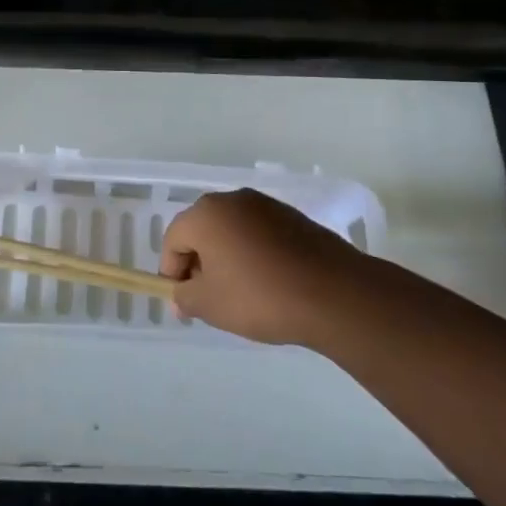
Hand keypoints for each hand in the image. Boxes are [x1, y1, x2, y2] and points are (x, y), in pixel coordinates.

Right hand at [160, 189, 366, 345]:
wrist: (333, 293)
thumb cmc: (260, 296)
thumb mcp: (210, 305)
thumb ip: (185, 297)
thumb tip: (181, 294)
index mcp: (206, 214)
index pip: (173, 239)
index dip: (172, 272)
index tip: (183, 302)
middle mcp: (233, 200)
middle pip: (201, 230)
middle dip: (199, 263)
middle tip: (208, 298)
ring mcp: (266, 205)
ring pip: (232, 231)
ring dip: (227, 257)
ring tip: (240, 294)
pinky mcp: (292, 217)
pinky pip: (259, 234)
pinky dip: (254, 254)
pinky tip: (268, 283)